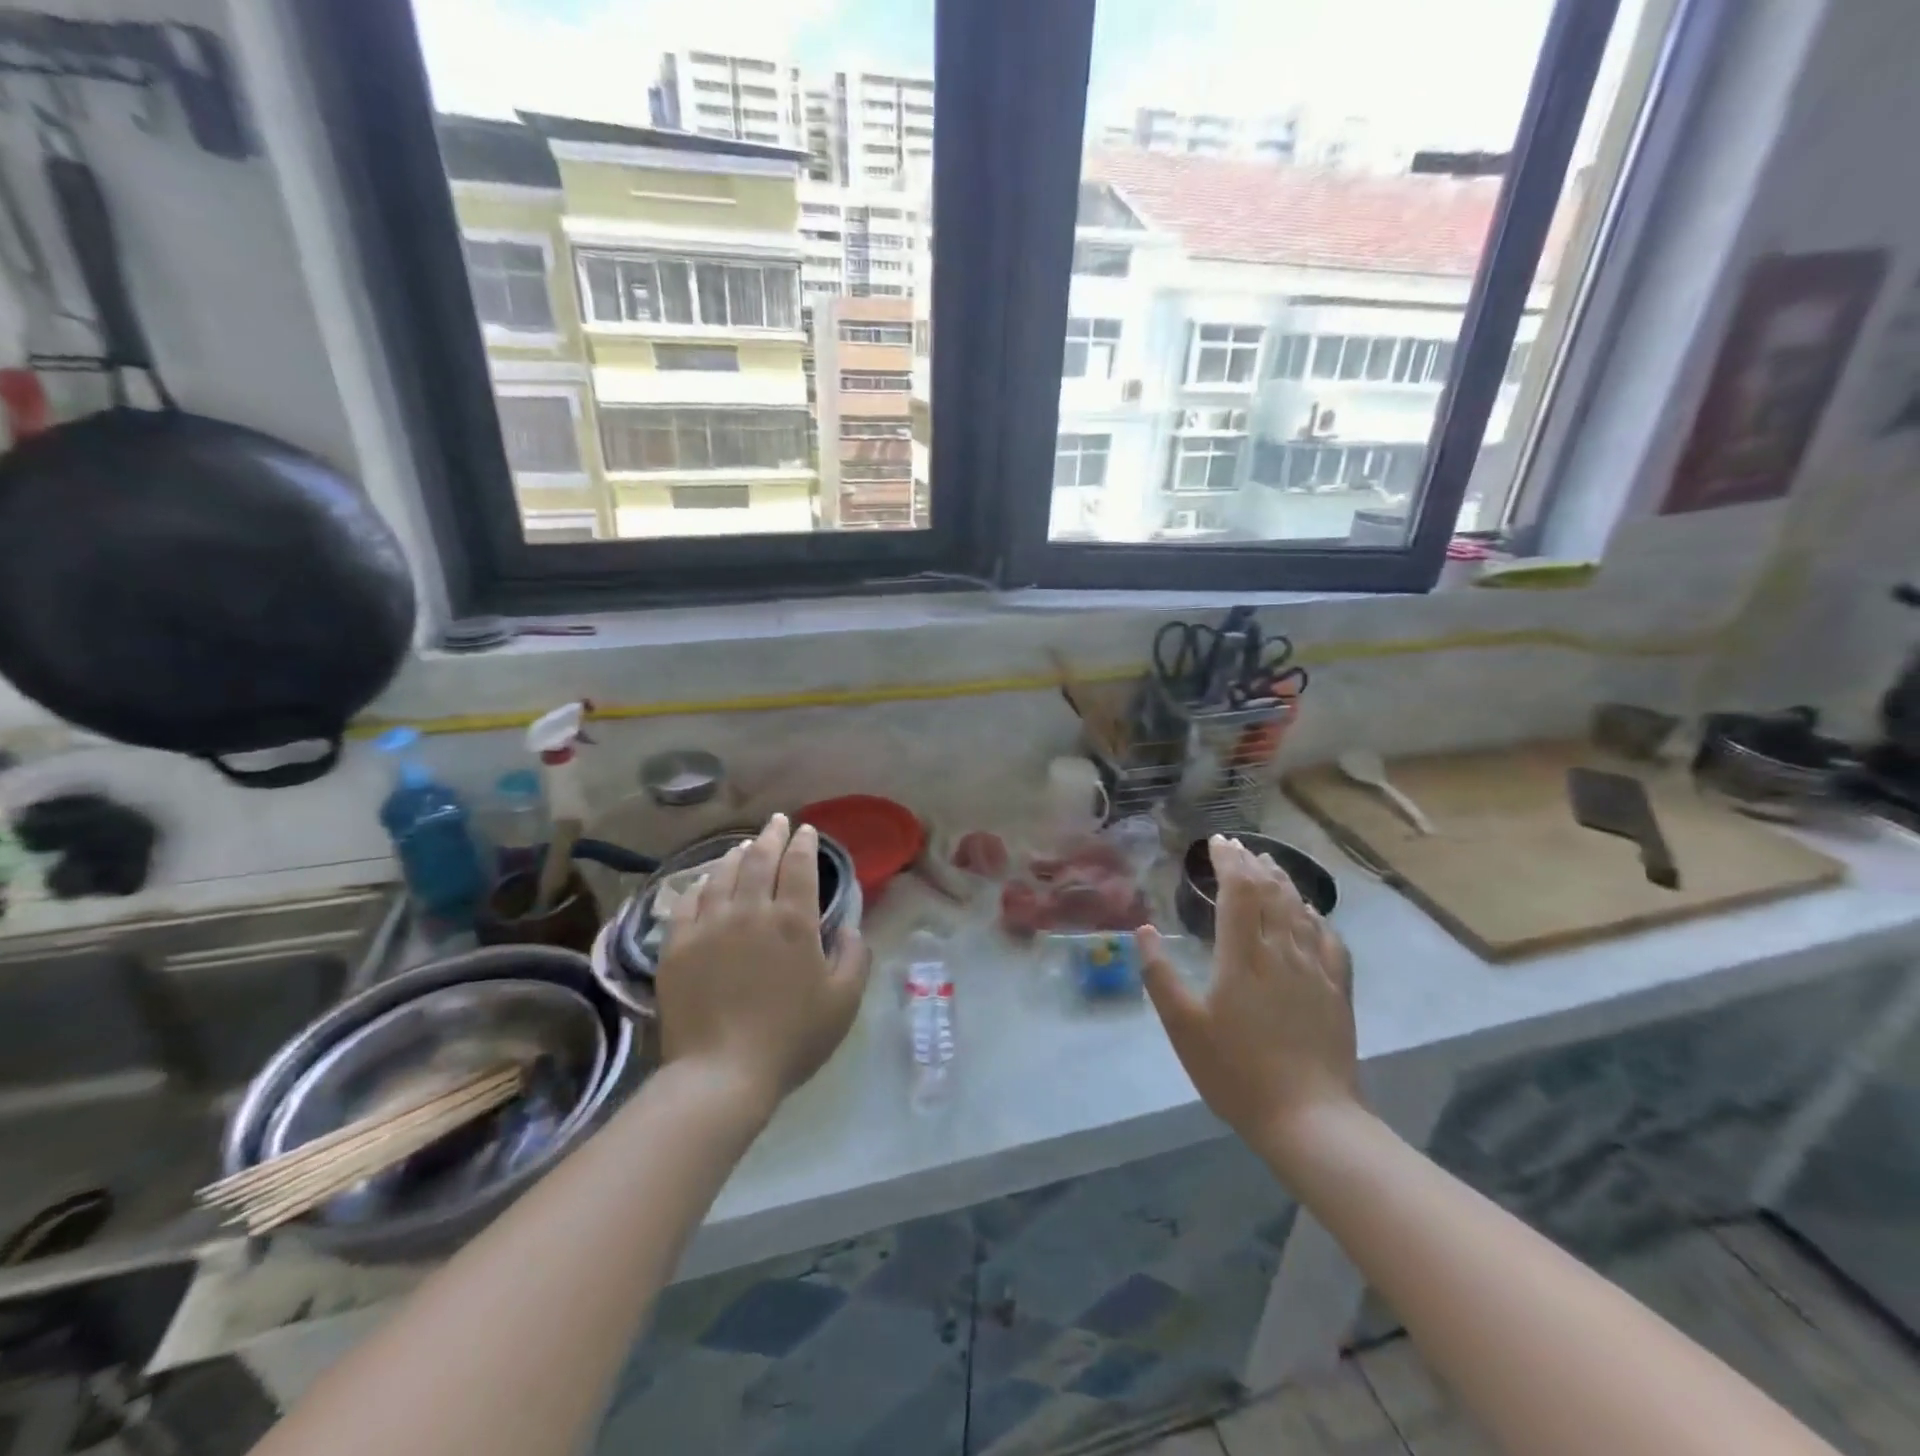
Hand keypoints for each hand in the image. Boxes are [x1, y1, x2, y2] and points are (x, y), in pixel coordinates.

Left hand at [656, 814, 870, 1121]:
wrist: (721, 1074)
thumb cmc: (791, 1038)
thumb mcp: (844, 1001)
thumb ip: (855, 956)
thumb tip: (850, 926)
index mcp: (793, 921)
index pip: (799, 865)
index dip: (805, 843)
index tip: (807, 831)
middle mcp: (750, 911)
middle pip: (760, 859)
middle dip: (772, 836)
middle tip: (778, 822)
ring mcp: (709, 925)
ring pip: (723, 874)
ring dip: (737, 854)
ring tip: (745, 846)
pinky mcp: (677, 946)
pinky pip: (688, 902)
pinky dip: (700, 884)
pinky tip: (705, 882)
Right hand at [1140, 836, 1359, 1146]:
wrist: (1310, 1119)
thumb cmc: (1236, 1073)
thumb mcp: (1183, 1027)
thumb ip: (1160, 975)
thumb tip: (1143, 930)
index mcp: (1243, 956)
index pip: (1239, 891)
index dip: (1228, 861)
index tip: (1217, 842)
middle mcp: (1282, 952)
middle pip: (1271, 893)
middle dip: (1252, 864)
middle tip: (1236, 847)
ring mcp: (1315, 970)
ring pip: (1300, 910)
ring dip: (1282, 882)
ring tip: (1269, 865)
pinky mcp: (1337, 991)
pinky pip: (1328, 940)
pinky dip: (1315, 917)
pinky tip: (1311, 914)